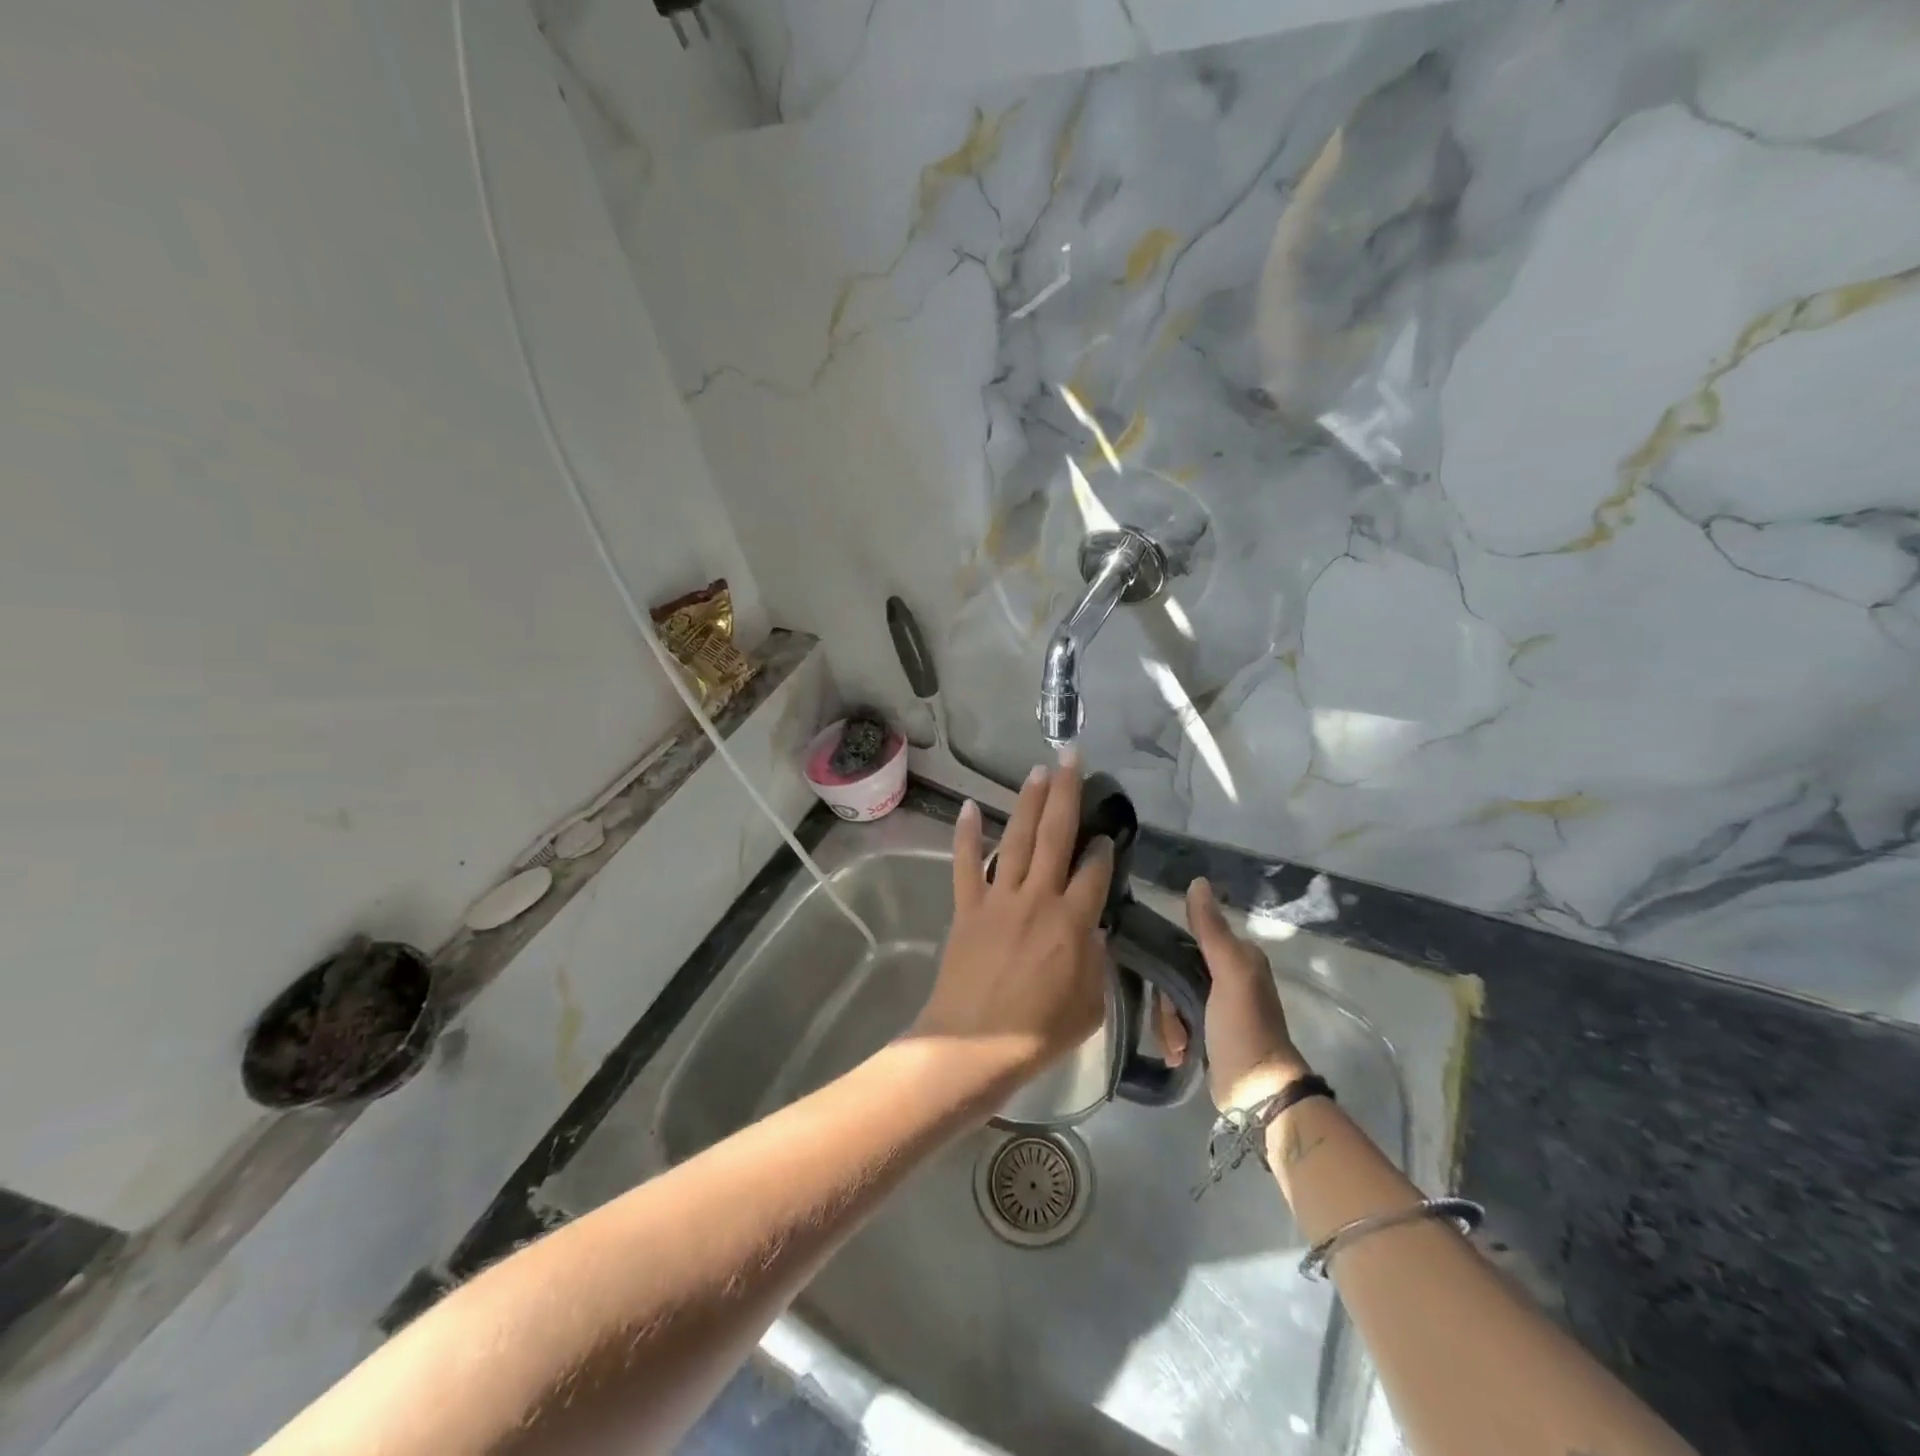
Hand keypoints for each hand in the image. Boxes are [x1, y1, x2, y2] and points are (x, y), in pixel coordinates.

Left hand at [909, 758, 1114, 1085]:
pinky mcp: (968, 907)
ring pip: (1017, 839)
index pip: (1096, 871)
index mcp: (1073, 922)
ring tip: (1038, 770)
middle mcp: (1038, 898)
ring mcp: (999, 898)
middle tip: (1071, 756)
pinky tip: (970, 806)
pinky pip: (966, 864)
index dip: (1104, 848)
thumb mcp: (1089, 1005)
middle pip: (1056, 835)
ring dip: (1028, 802)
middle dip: (1066, 792)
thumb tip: (1093, 928)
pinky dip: (967, 834)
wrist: (974, 1045)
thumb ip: (1096, 961)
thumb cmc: (1038, 1032)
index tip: (1107, 833)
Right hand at [1159, 878, 1311, 1110]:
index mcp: (1236, 956)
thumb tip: (1197, 882)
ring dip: (1168, 1024)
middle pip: (1173, 972)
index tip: (1157, 980)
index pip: (1185, 940)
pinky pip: (1176, 1022)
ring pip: (1171, 1000)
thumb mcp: (1229, 975)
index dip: (1165, 958)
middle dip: (1166, 1001)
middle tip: (1174, 1023)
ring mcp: (1216, 1006)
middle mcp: (1227, 975)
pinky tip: (1180, 1054)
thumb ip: (1211, 930)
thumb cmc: (1244, 1029)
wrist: (1258, 1094)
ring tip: (1179, 1046)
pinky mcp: (1207, 1032)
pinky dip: (1173, 1038)